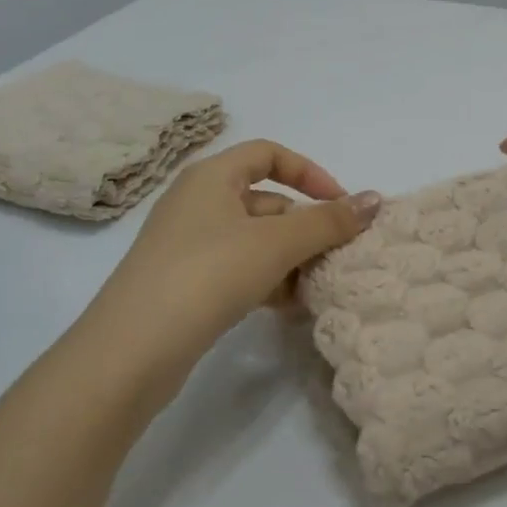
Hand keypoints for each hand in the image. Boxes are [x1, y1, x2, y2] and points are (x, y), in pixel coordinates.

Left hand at [70, 140, 380, 413]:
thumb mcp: (276, 244)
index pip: (270, 154)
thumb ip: (328, 221)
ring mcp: (188, 246)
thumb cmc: (207, 274)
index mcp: (211, 177)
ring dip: (290, 260)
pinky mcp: (185, 284)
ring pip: (255, 241)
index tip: (340, 206)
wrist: (131, 351)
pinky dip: (267, 282)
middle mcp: (197, 203)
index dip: (310, 173)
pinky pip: (238, 270)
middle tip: (337, 257)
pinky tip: (288, 308)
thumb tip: (375, 199)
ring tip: (317, 288)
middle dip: (305, 228)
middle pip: (266, 202)